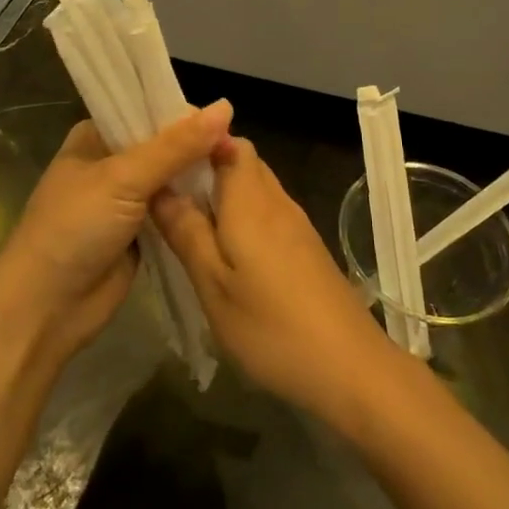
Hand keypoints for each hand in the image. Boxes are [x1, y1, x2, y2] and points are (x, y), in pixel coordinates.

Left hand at [0, 100, 233, 358]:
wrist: (45, 309)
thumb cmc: (74, 229)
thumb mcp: (123, 179)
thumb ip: (175, 146)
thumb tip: (225, 107)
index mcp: (96, 136)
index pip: (148, 111)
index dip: (185, 114)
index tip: (226, 121)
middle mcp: (112, 163)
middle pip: (165, 145)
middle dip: (198, 148)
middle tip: (239, 152)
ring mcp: (127, 200)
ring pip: (173, 180)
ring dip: (199, 179)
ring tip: (242, 174)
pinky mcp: (141, 233)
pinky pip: (176, 212)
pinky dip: (196, 208)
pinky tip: (229, 203)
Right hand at [152, 138, 397, 421]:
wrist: (350, 367)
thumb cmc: (271, 326)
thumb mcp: (213, 285)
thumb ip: (186, 231)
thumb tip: (159, 186)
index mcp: (250, 199)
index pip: (228, 141)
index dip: (198, 141)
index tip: (165, 159)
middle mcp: (276, 200)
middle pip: (241, 161)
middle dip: (206, 168)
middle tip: (166, 193)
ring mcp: (296, 224)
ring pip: (255, 188)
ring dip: (223, 195)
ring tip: (187, 221)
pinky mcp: (306, 248)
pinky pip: (267, 214)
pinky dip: (242, 218)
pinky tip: (225, 252)